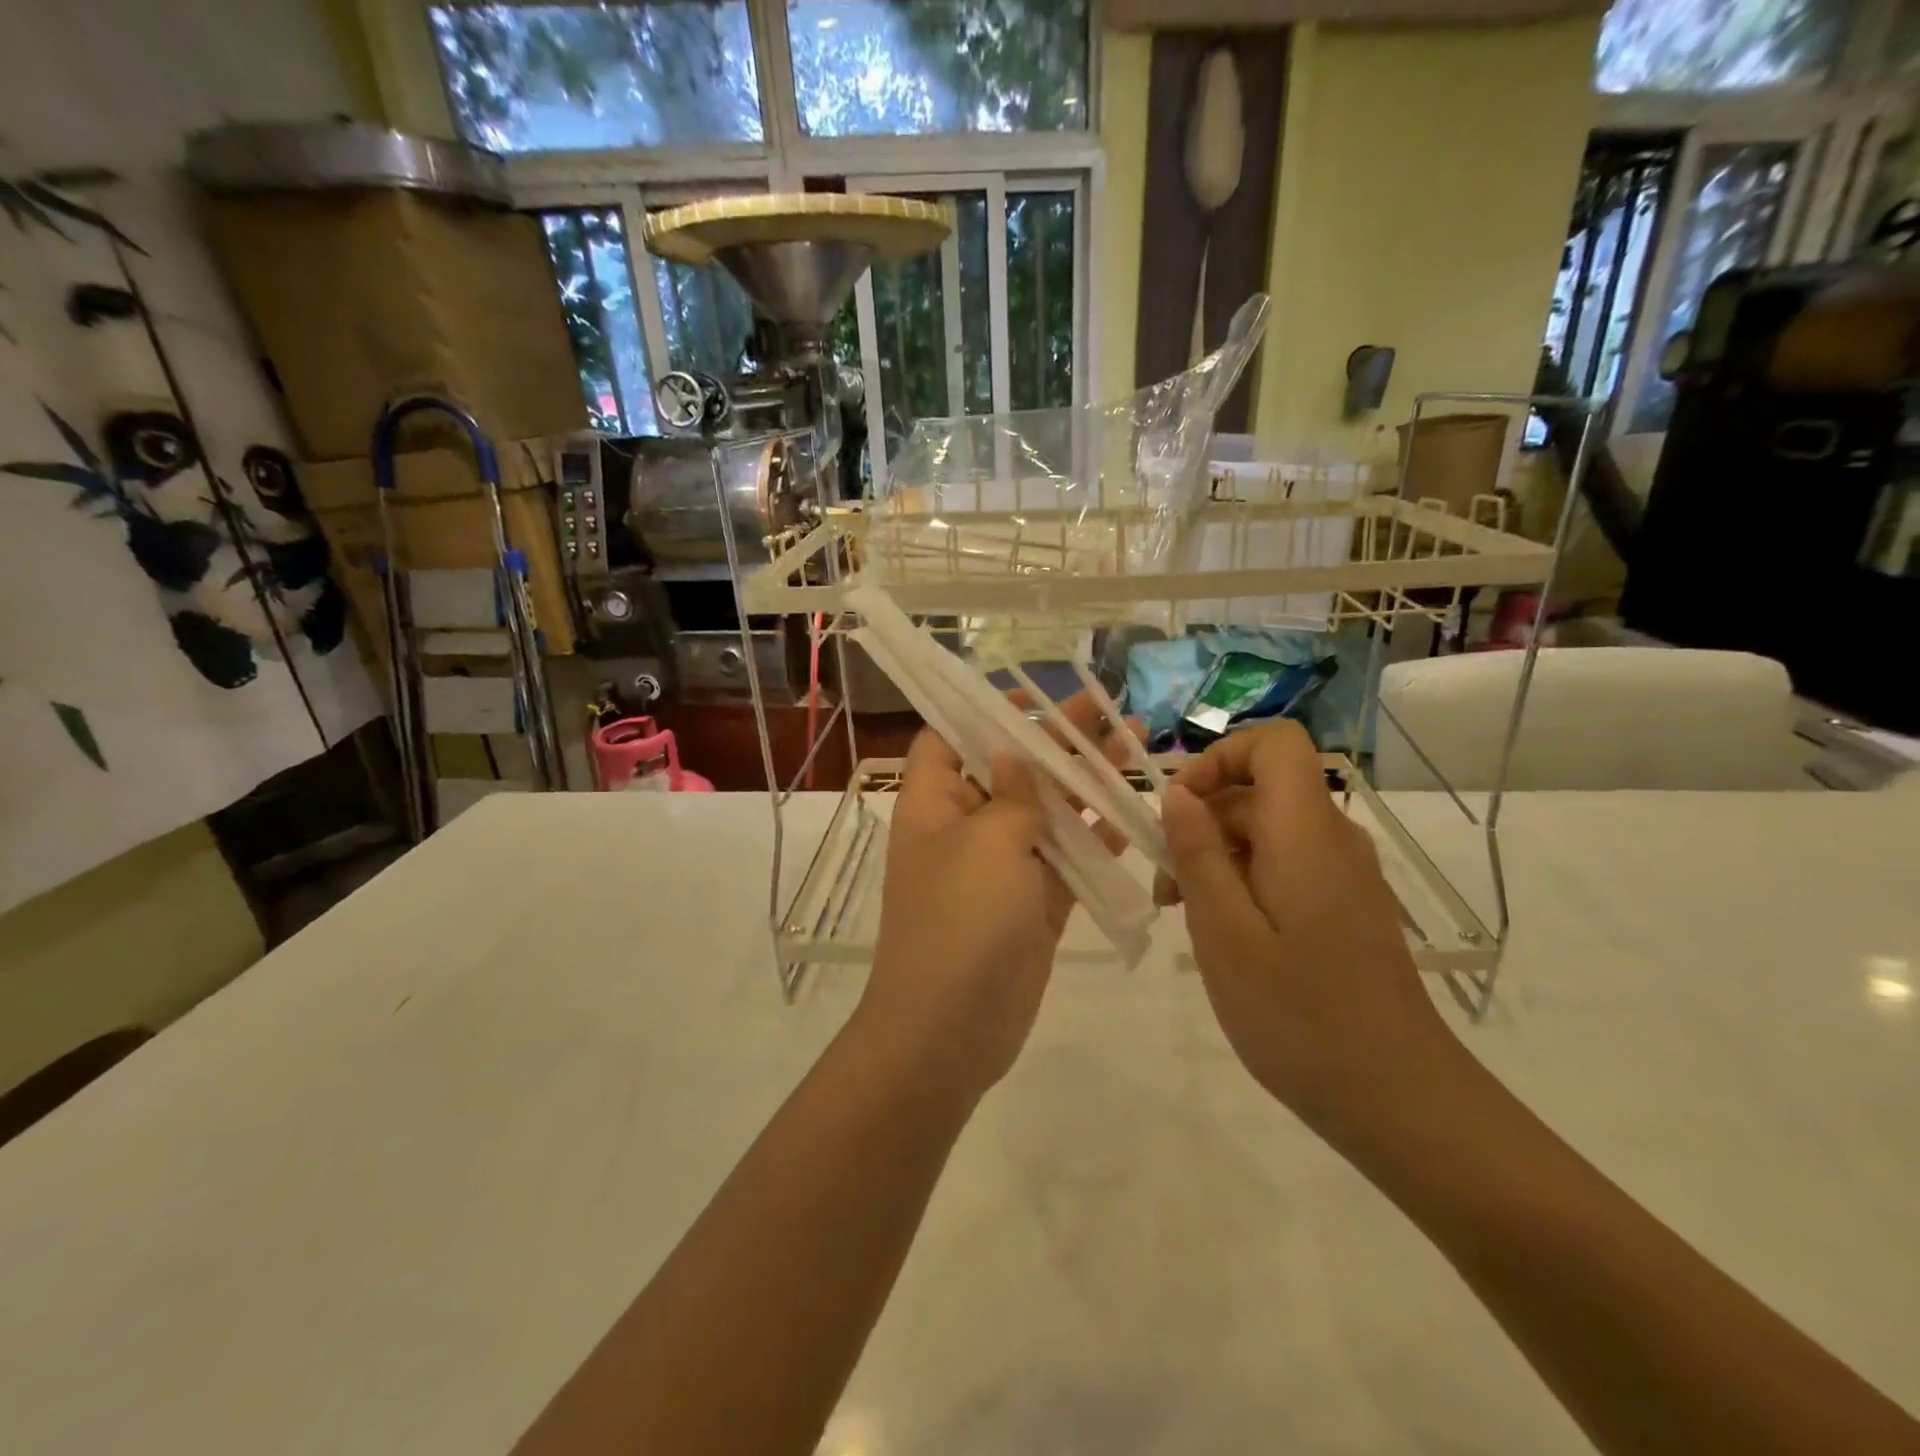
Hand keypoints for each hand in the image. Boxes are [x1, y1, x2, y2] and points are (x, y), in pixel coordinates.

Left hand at [860, 692, 1137, 1101]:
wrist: (951, 1030)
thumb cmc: (960, 920)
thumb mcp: (987, 843)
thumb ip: (1011, 796)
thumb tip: (1013, 757)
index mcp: (933, 803)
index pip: (948, 739)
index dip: (984, 713)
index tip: (1030, 698)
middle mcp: (964, 827)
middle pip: (1010, 769)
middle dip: (1055, 741)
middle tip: (1105, 710)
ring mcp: (1000, 867)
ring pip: (1045, 812)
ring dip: (1085, 782)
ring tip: (1133, 744)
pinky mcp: (1032, 903)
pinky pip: (1065, 859)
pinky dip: (1095, 838)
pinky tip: (1133, 812)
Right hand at [1156, 720, 1455, 1129]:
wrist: (1399, 1101)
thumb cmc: (1300, 1016)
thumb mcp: (1224, 934)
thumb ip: (1198, 854)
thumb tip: (1176, 792)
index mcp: (1306, 833)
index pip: (1275, 743)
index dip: (1220, 757)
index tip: (1179, 808)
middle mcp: (1332, 839)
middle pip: (1260, 790)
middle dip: (1202, 820)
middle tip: (1165, 885)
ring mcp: (1344, 874)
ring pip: (1268, 830)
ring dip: (1217, 856)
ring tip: (1185, 916)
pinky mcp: (1345, 906)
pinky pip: (1286, 865)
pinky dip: (1244, 881)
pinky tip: (1225, 935)